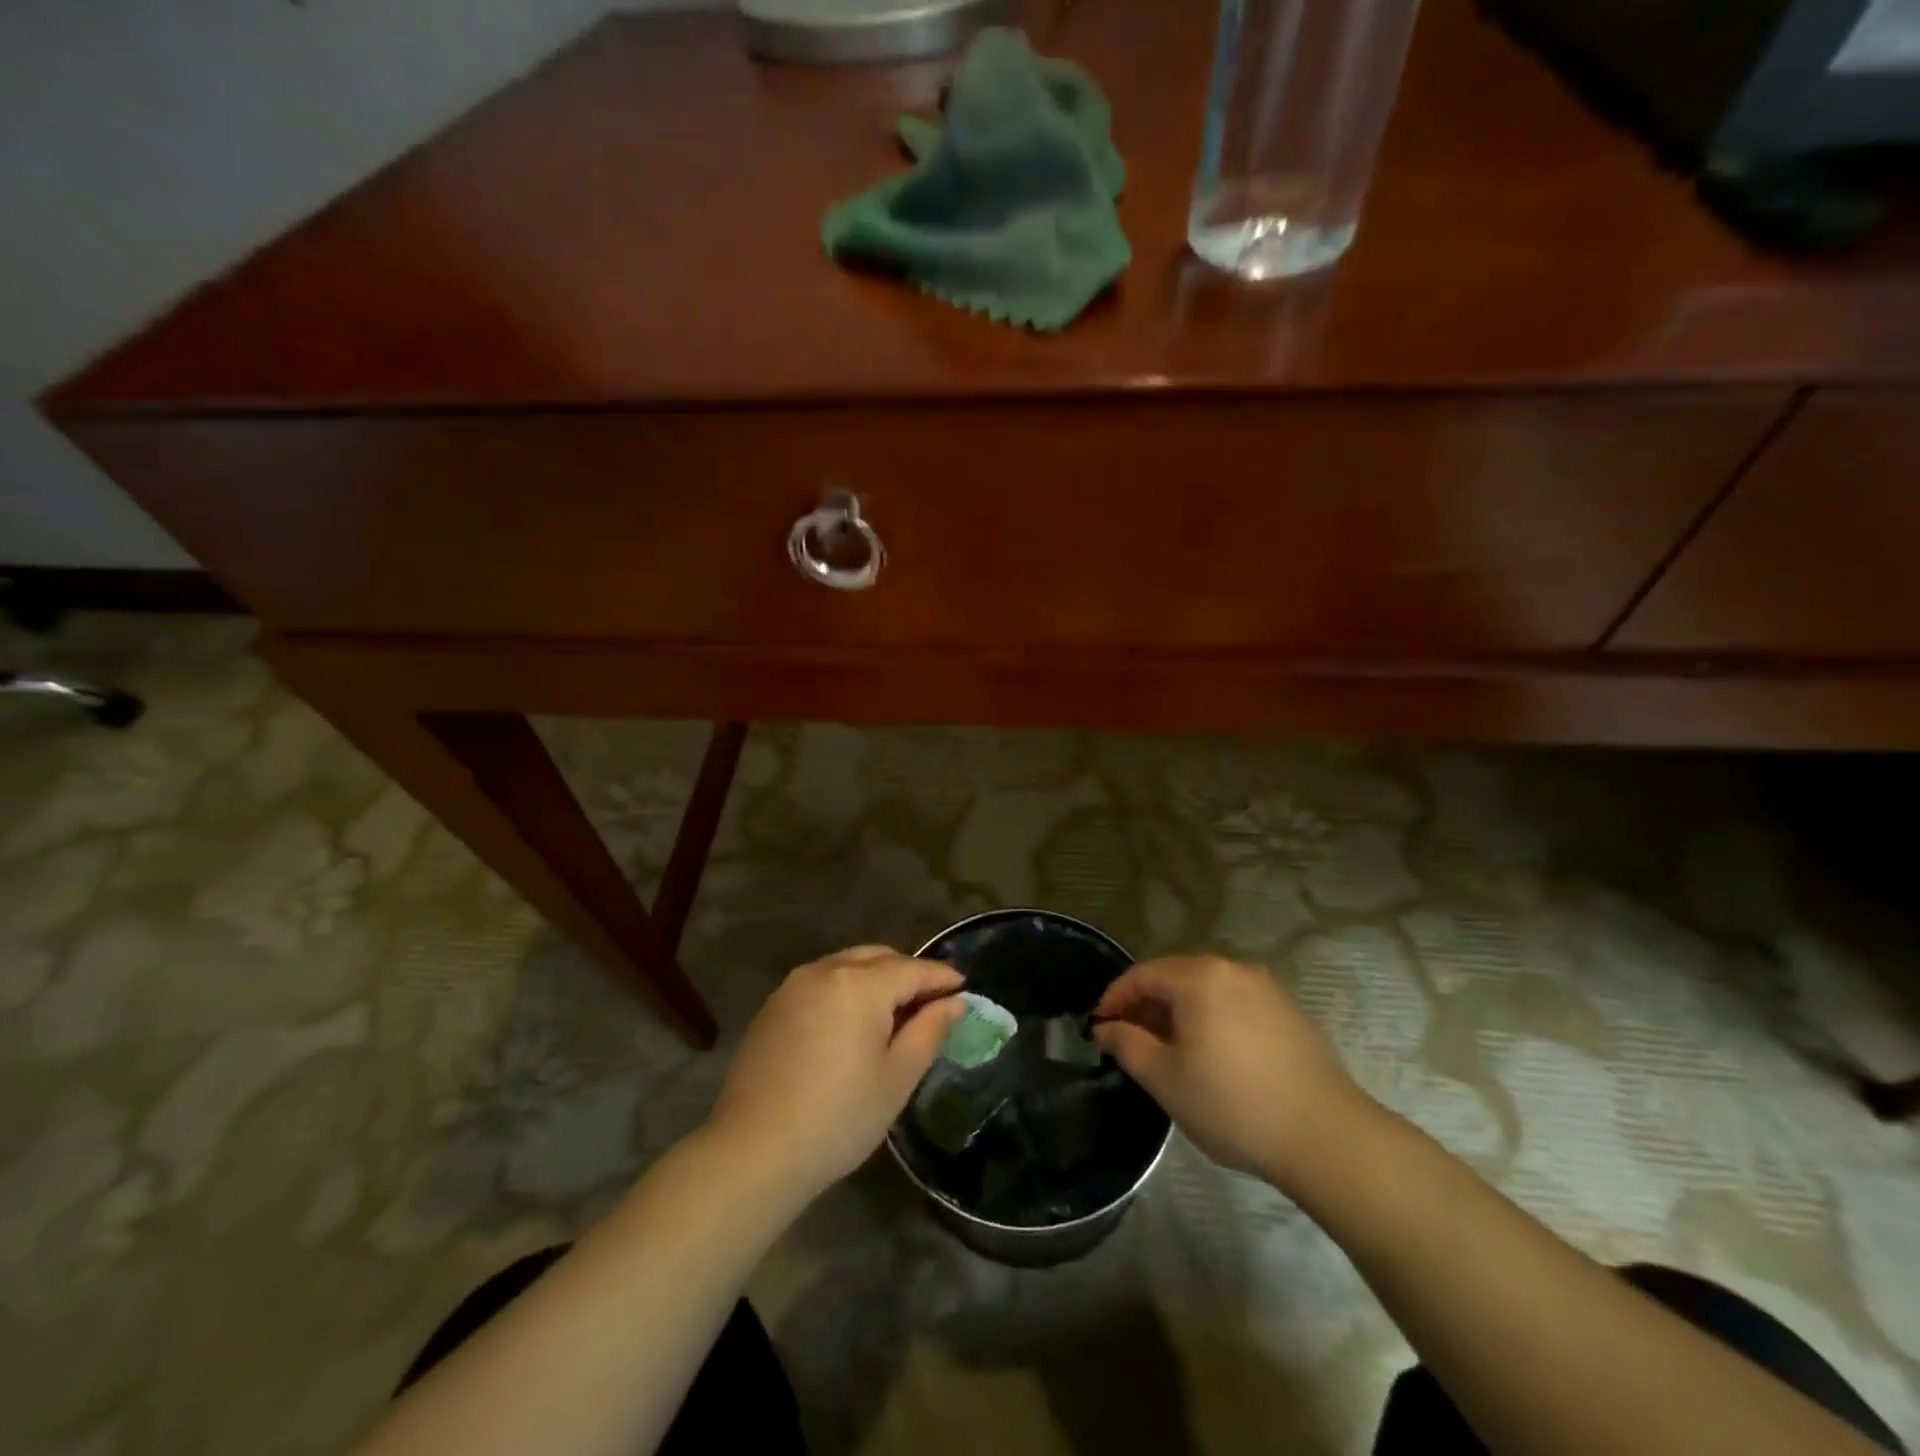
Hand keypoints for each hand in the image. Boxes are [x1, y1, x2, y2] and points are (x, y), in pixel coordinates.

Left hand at [706, 945, 964, 1200]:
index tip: (964, 987)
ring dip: (876, 977)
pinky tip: (851, 1022)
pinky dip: (846, 988)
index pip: (913, 969)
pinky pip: (822, 981)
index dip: (942, 977)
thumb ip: (929, 1031)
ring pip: (847, 964)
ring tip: (893, 1011)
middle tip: (931, 1001)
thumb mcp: (897, 1077)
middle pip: (879, 957)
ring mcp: (794, 985)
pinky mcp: (773, 1005)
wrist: (753, 1150)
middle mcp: (826, 970)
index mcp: (861, 984)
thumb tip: (955, 1002)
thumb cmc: (839, 1117)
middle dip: (908, 973)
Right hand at [1093, 955, 1369, 1189]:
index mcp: (1198, 978)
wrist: (1327, 1137)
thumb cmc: (1233, 1104)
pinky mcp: (1290, 1012)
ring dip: (1180, 1012)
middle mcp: (1232, 970)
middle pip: (1175, 977)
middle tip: (1131, 1040)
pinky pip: (1235, 1004)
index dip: (1115, 998)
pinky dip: (1212, 1019)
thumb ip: (1127, 1045)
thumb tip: (1106, 1028)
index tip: (1099, 1026)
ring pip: (1207, 990)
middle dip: (1148, 1005)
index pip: (1142, 974)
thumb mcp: (1165, 1079)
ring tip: (1170, 1050)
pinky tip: (1214, 1056)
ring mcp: (1266, 989)